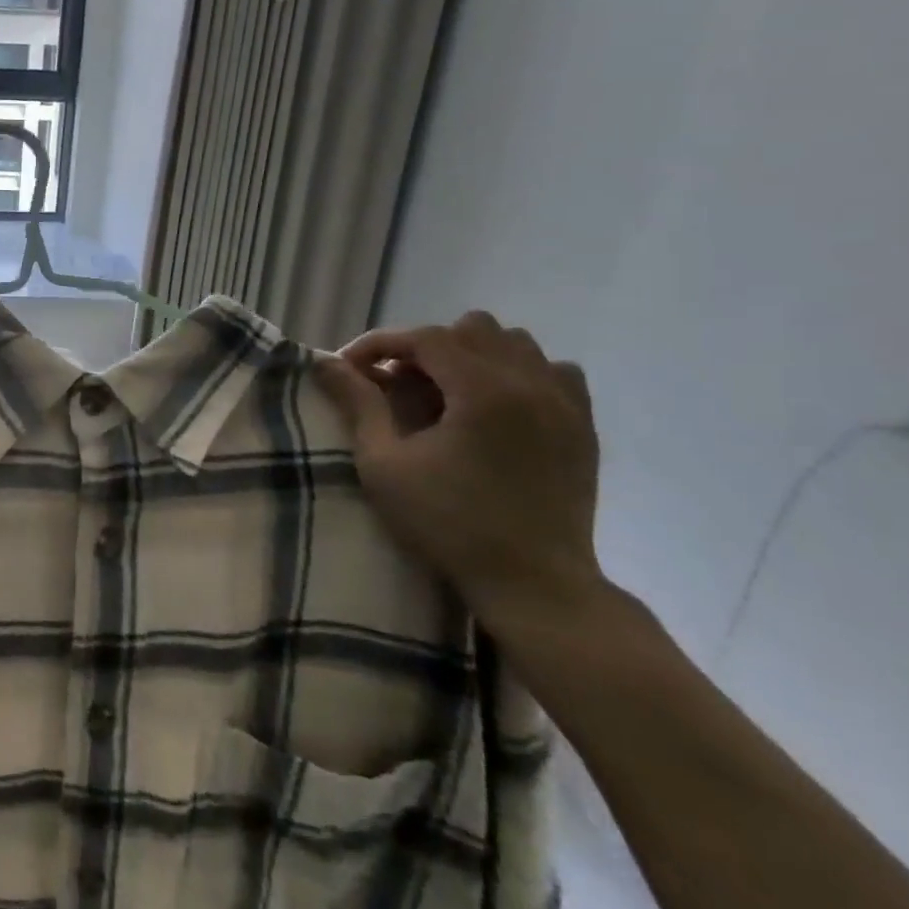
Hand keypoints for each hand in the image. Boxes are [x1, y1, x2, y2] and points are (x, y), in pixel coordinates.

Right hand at [315, 311, 603, 628]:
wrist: (530, 580)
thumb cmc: (447, 522)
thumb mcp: (384, 464)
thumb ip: (358, 404)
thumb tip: (325, 363)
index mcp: (482, 390)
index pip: (426, 337)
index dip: (381, 343)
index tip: (350, 367)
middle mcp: (531, 383)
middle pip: (473, 329)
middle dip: (427, 347)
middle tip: (398, 382)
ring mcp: (566, 403)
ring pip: (517, 344)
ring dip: (473, 355)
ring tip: (445, 391)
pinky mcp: (583, 426)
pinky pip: (555, 371)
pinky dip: (520, 373)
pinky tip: (496, 405)